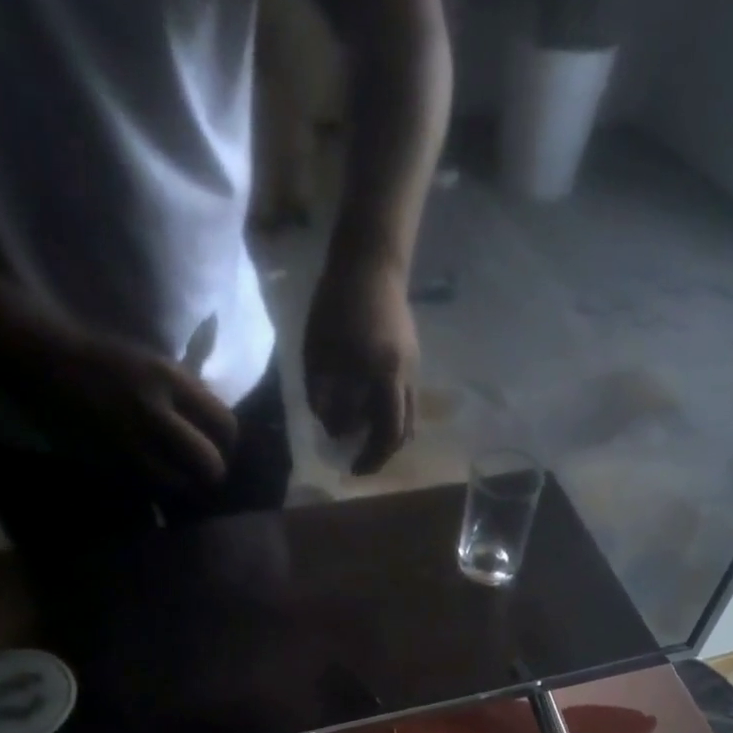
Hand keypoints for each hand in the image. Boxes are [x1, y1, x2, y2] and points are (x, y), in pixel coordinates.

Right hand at [1, 309, 237, 496]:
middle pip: (208, 461)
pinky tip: (157, 482)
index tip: (223, 446)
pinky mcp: (106, 457)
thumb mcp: (158, 364)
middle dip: (214, 472)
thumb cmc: (108, 360)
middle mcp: (153, 410)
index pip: (224, 423)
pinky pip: (145, 486)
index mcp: (171, 379)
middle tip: (208, 473)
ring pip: (178, 483)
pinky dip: (157, 489)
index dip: (229, 442)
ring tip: (185, 482)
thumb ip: (190, 393)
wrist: (46, 360)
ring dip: (186, 487)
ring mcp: (128, 438)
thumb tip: (221, 427)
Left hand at [302, 255, 417, 473]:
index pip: (386, 432)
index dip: (371, 456)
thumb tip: (333, 430)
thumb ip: (324, 395)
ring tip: (363, 440)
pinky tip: (368, 411)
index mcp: (385, 376)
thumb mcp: (319, 352)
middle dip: (382, 453)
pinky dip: (389, 414)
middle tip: (360, 462)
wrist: (370, 264)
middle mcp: (406, 378)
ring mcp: (413, 367)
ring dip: (388, 435)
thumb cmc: (337, 306)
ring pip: (408, 416)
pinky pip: (405, 398)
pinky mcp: (412, 358)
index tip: (351, 468)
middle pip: (403, 431)